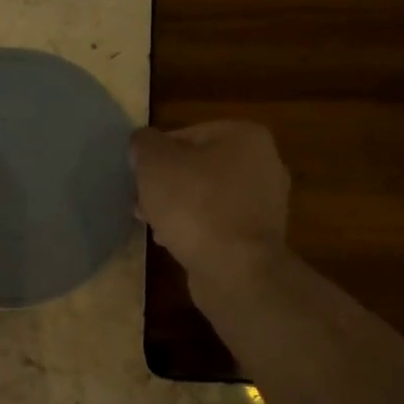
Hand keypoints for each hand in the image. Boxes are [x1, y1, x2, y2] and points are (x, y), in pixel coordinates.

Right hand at [130, 122, 292, 291]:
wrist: (235, 269)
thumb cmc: (194, 205)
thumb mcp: (154, 163)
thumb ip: (144, 144)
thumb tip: (143, 143)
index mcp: (245, 136)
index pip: (186, 134)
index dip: (155, 155)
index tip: (137, 177)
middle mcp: (264, 163)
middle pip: (197, 166)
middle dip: (166, 184)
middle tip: (140, 202)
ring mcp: (266, 202)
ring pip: (206, 196)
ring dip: (177, 207)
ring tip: (152, 224)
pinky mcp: (259, 235)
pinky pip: (218, 222)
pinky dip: (195, 228)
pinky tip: (173, 242)